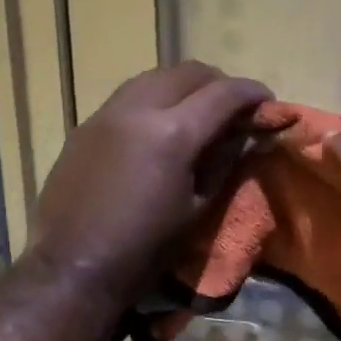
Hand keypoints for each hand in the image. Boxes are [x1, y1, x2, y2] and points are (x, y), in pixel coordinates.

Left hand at [28, 62, 277, 303]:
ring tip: (195, 112)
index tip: (267, 102)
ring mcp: (107, 113)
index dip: (252, 93)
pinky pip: (129, 96)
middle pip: (189, 72)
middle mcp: (139, 108)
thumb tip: (246, 133)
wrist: (72, 268)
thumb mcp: (197, 208)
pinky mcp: (86, 125)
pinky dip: (154, 99)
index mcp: (174, 133)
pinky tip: (157, 127)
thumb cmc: (145, 249)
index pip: (225, 93)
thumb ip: (224, 161)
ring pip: (155, 76)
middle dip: (218, 84)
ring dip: (183, 86)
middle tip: (232, 109)